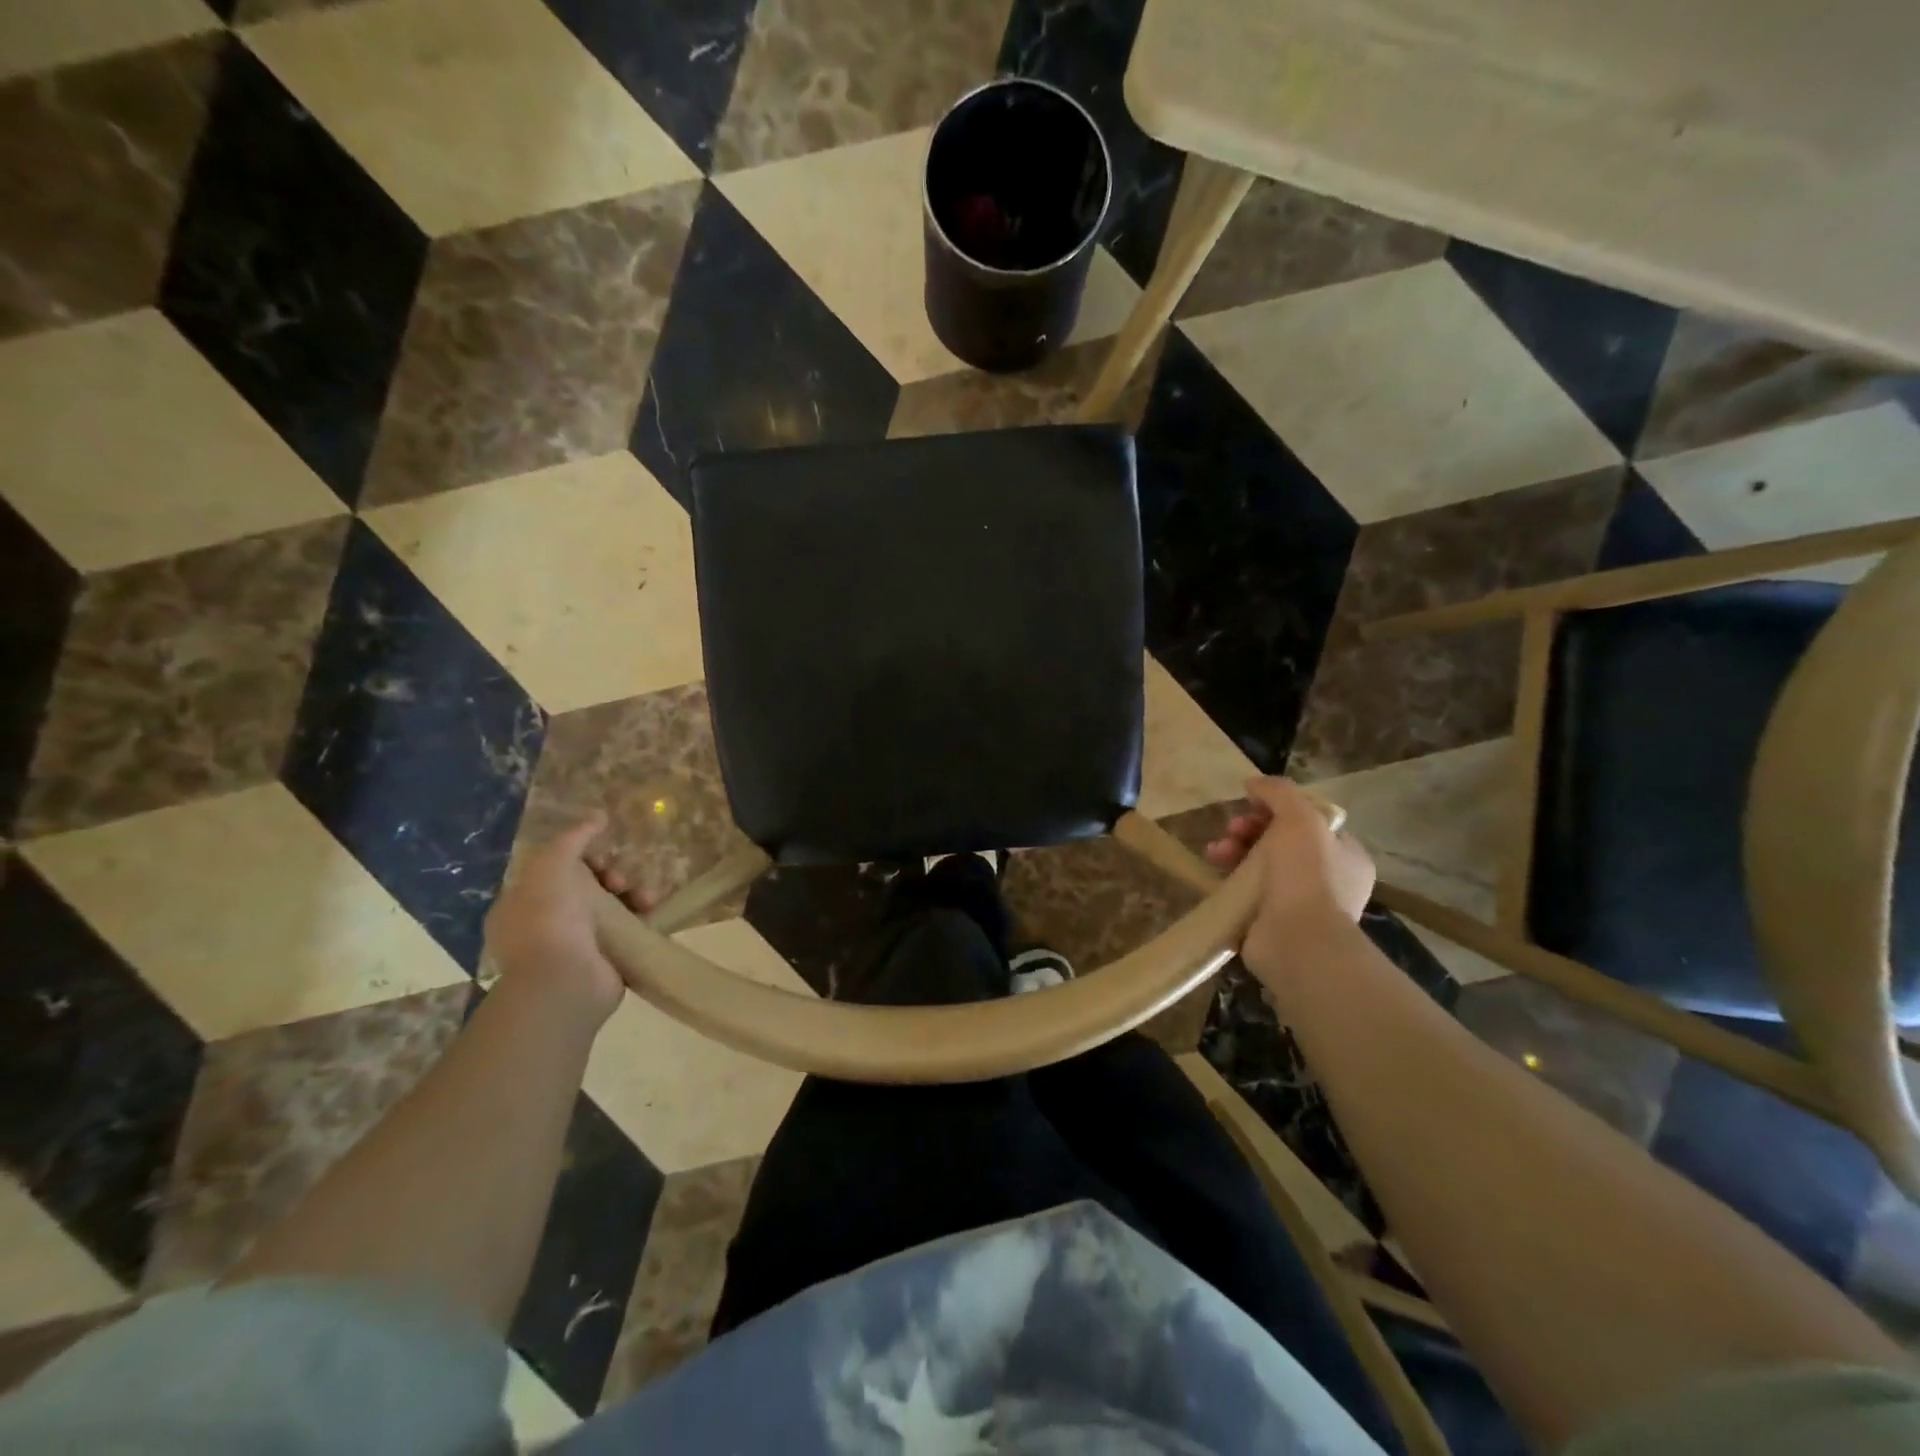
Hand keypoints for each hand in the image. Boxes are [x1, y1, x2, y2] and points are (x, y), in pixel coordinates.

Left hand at [484, 814, 651, 1024]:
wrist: (565, 980)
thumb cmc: (549, 919)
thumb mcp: (552, 865)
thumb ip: (573, 838)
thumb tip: (597, 816)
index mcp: (521, 905)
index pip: (555, 873)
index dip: (582, 860)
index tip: (600, 859)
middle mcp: (544, 927)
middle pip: (586, 889)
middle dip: (610, 877)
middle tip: (620, 880)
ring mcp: (575, 948)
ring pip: (611, 909)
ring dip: (632, 895)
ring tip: (646, 897)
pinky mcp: (605, 963)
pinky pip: (629, 932)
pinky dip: (643, 919)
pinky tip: (654, 911)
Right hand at [1205, 777, 1375, 975]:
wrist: (1297, 942)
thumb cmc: (1307, 875)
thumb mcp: (1299, 819)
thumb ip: (1279, 793)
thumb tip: (1254, 782)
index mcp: (1346, 855)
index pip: (1309, 822)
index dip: (1277, 809)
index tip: (1251, 806)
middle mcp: (1327, 880)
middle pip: (1280, 842)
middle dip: (1249, 830)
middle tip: (1231, 829)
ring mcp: (1298, 905)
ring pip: (1259, 866)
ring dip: (1234, 852)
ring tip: (1216, 852)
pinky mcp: (1270, 923)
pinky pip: (1245, 893)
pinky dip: (1228, 881)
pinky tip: (1214, 874)